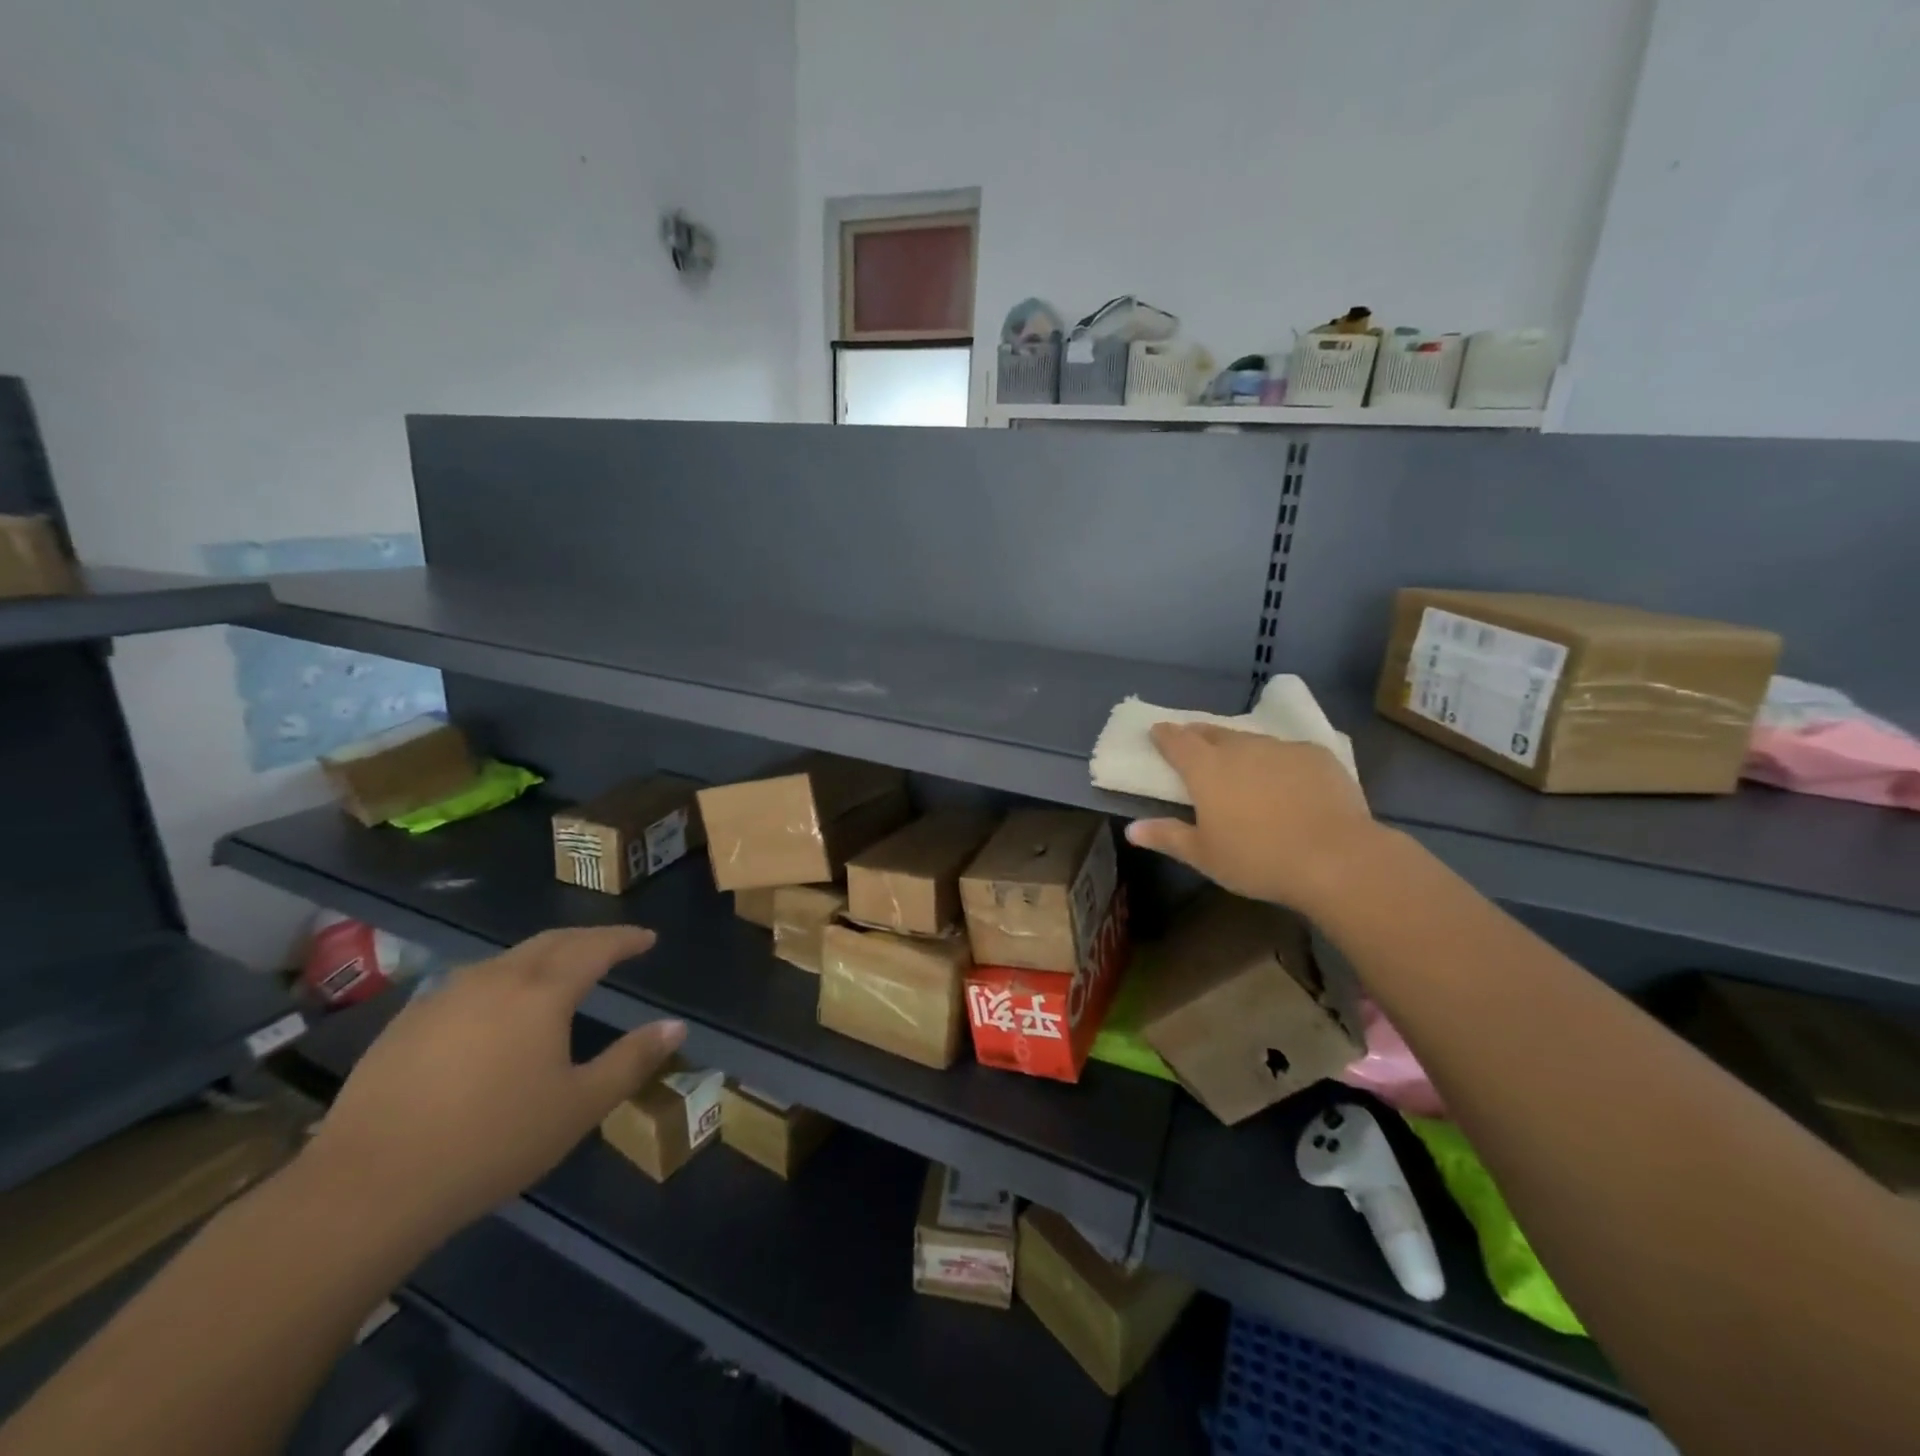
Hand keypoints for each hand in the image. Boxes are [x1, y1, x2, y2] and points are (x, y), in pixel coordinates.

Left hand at [302, 926, 682, 1240]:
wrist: (368, 1187)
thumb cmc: (492, 1142)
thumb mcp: (580, 1106)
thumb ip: (632, 1060)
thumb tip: (675, 1026)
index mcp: (542, 992)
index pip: (595, 947)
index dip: (625, 939)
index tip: (647, 939)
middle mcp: (495, 978)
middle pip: (551, 941)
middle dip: (587, 939)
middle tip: (611, 947)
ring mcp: (444, 997)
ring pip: (506, 960)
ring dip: (542, 957)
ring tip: (559, 975)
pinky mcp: (406, 1023)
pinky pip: (469, 985)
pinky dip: (501, 983)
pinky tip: (495, 1013)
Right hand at [1125, 723, 1387, 914]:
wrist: (1336, 858)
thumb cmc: (1258, 859)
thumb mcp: (1205, 856)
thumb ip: (1167, 836)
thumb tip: (1131, 829)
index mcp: (1206, 769)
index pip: (1177, 741)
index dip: (1164, 735)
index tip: (1157, 732)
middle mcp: (1240, 749)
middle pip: (1212, 733)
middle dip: (1198, 735)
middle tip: (1194, 744)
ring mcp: (1280, 748)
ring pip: (1251, 740)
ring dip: (1239, 747)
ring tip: (1240, 762)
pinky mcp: (1316, 755)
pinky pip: (1287, 751)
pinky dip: (1277, 760)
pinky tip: (1285, 779)